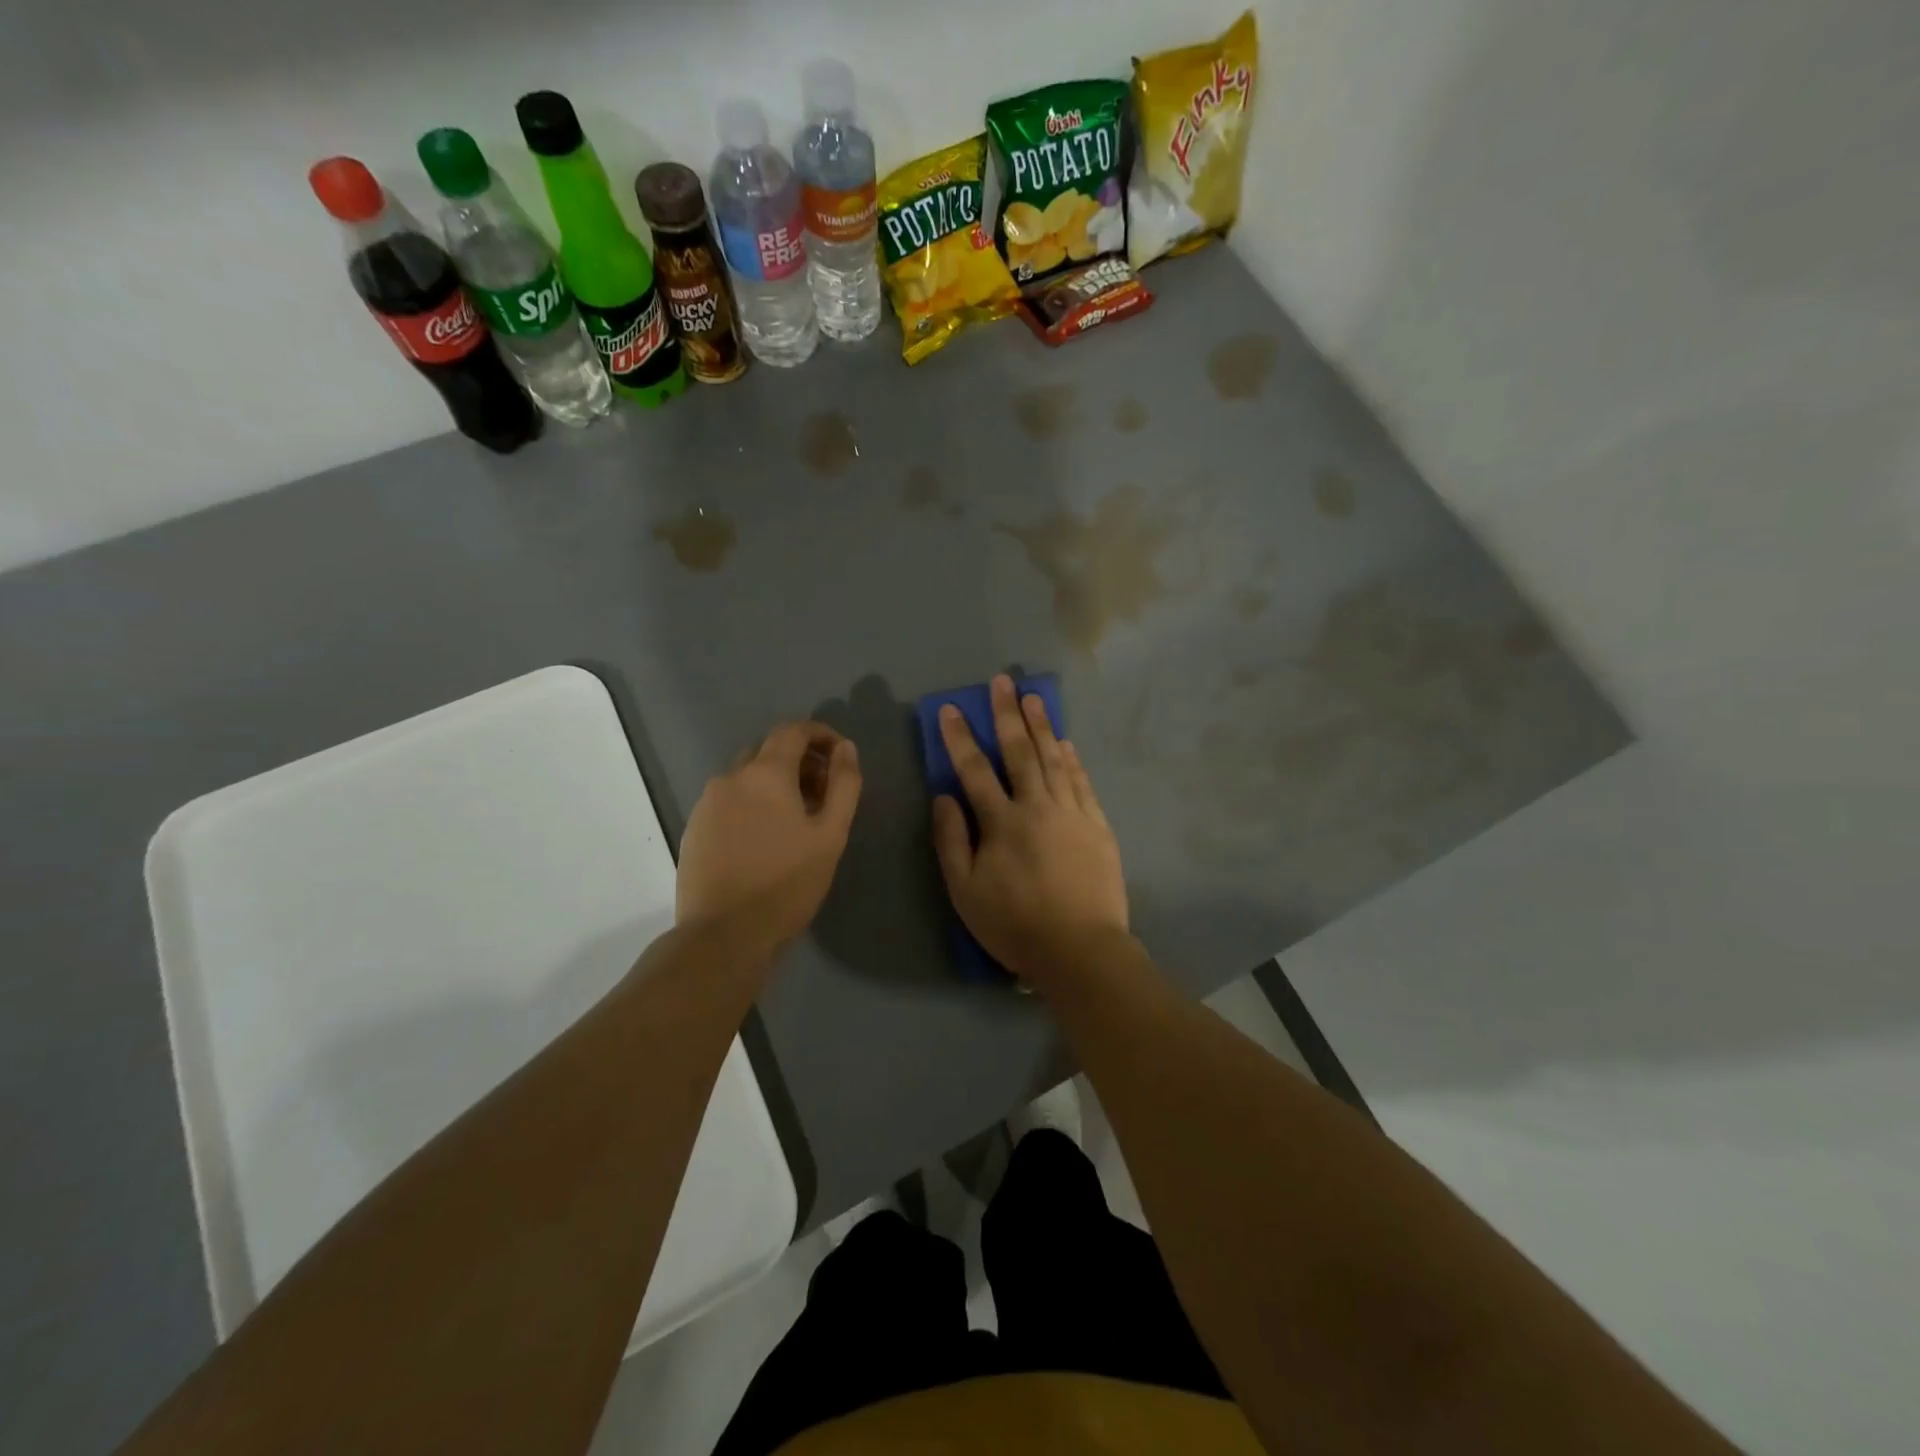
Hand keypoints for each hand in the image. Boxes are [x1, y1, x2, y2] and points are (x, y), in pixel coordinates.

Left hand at [677, 722, 861, 958]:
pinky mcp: (694, 829)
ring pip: (746, 777)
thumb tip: (845, 748)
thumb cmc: (787, 884)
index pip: (793, 731)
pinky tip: (765, 839)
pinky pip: (729, 801)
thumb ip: (844, 785)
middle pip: (768, 751)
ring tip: (797, 820)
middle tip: (823, 793)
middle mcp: (730, 778)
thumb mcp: (830, 835)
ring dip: (775, 784)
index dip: (820, 734)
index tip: (839, 754)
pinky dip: (752, 804)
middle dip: (800, 761)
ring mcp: (706, 804)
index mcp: (765, 773)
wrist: (724, 936)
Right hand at [932, 675, 1128, 988]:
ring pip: (1055, 759)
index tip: (952, 708)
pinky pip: (1082, 783)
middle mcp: (1037, 806)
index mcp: (1002, 822)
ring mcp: (1072, 813)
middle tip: (1002, 682)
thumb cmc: (1014, 924)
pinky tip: (1066, 743)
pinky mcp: (1097, 826)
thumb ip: (952, 840)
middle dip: (1008, 714)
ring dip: (1043, 726)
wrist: (1080, 949)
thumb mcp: (965, 890)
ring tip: (1034, 697)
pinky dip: (1073, 760)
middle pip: (1020, 751)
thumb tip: (944, 796)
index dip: (961, 737)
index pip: (975, 769)